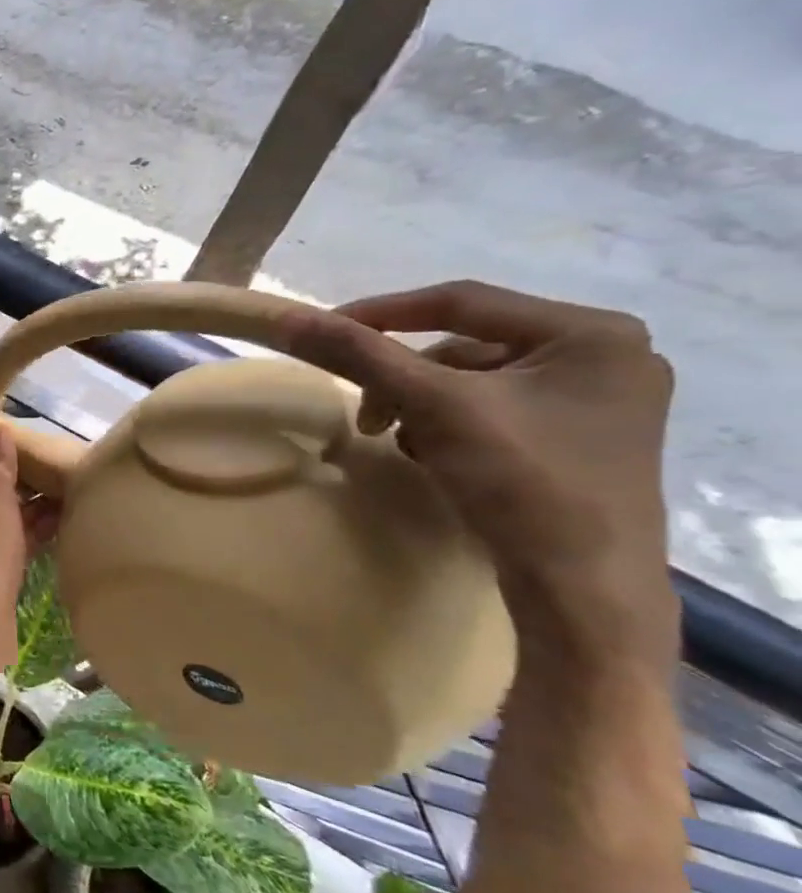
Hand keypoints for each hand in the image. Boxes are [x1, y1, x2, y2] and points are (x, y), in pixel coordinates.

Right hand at [282, 281, 673, 602]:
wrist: (582, 590)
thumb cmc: (523, 483)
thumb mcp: (432, 407)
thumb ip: (359, 355)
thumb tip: (286, 317)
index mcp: (591, 333)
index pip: (461, 302)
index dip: (382, 312)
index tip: (322, 330)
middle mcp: (606, 355)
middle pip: (465, 344)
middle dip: (404, 378)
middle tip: (367, 416)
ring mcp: (598, 401)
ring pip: (473, 380)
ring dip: (421, 404)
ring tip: (401, 442)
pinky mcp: (580, 439)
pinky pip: (493, 409)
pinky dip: (449, 425)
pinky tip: (436, 456)